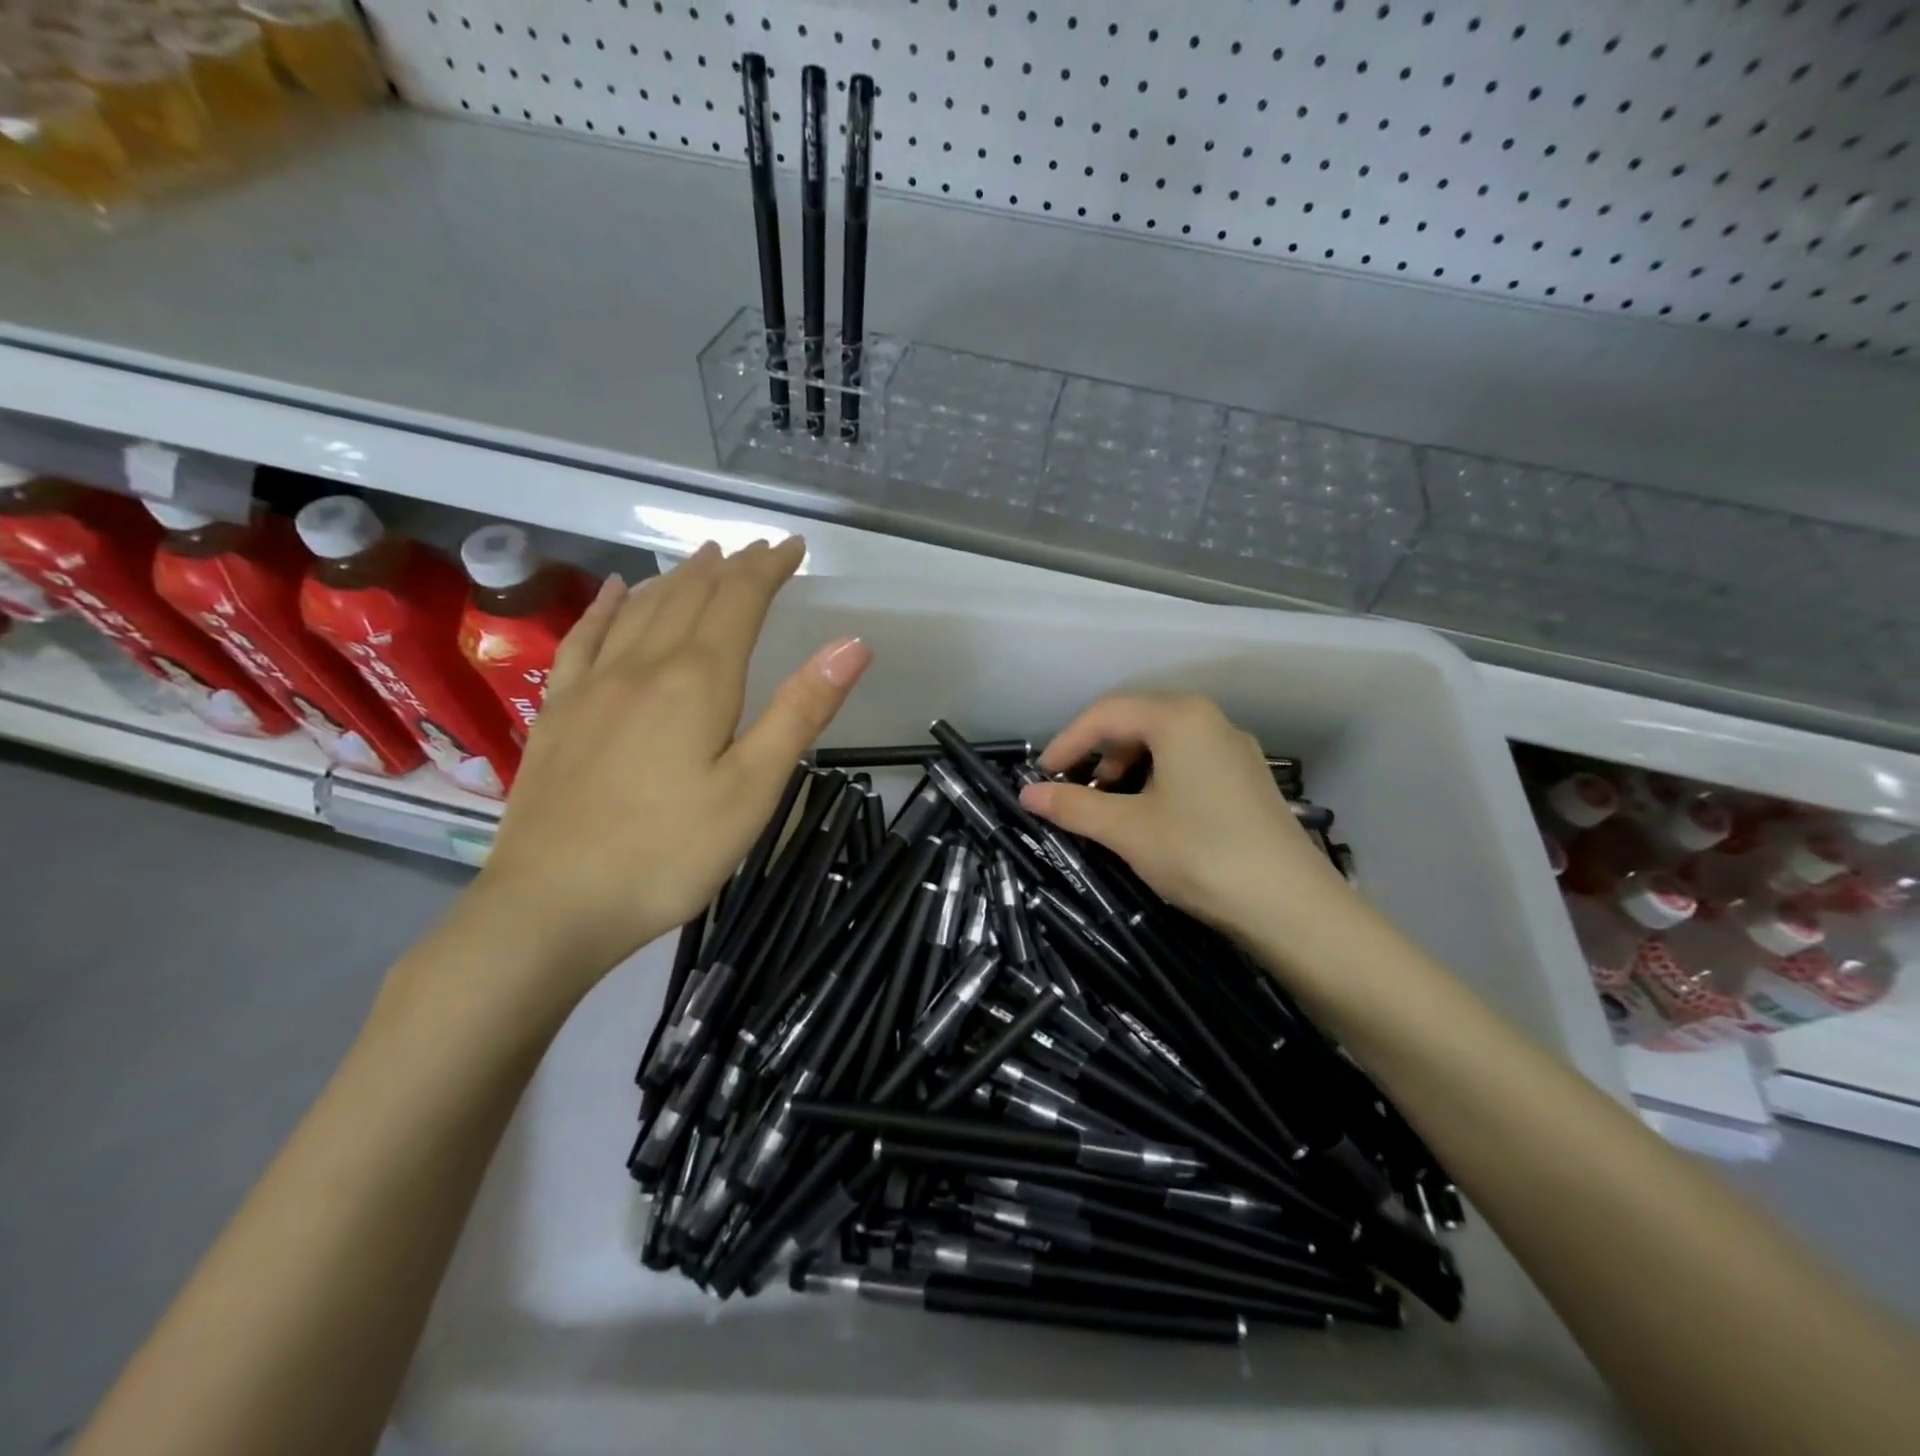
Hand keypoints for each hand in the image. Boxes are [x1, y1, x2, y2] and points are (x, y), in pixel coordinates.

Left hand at [471, 539, 869, 998]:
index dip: (767, 568)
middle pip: (690, 596)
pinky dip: (608, 606)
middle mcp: (643, 666)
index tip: (792, 547)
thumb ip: (801, 711)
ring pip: (641, 609)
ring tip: (702, 558)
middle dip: (729, 567)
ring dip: (677, 578)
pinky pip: (586, 638)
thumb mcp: (754, 788)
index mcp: (697, 680)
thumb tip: (853, 643)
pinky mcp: (560, 712)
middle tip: (755, 550)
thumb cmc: (669, 852)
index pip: (738, 601)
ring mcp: (594, 686)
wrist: (552, 904)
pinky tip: (615, 591)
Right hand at [1017, 694, 1353, 944]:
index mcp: (1180, 718)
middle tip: (1077, 795)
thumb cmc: (1200, 854)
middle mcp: (1211, 720)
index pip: (1106, 714)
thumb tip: (1026, 795)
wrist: (1292, 906)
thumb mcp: (1127, 830)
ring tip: (1111, 810)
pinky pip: (1189, 763)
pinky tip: (1152, 817)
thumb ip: (1073, 807)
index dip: (1067, 743)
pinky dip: (1157, 780)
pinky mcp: (1249, 778)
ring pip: (1164, 744)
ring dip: (1127, 770)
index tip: (1041, 777)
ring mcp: (1235, 749)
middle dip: (1098, 756)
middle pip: (1136, 723)